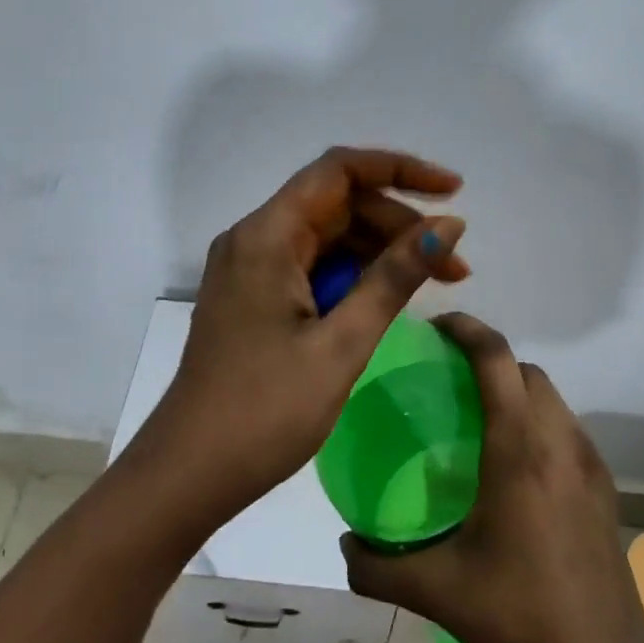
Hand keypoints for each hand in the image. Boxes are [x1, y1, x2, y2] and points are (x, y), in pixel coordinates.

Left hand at [126, 147, 469, 532]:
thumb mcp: (342, 343)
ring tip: (436, 282)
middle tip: (453, 264)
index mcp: (267, 236)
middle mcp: (253, 238)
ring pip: (326, 236)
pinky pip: (310, 265)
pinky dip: (351, 275)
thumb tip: (448, 225)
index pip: (338, 171)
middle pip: (336, 204)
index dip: (399, 170)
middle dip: (397, 223)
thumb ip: (394, 278)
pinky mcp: (252, 295)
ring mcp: (249, 267)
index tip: (452, 190)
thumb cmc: (265, 411)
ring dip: (379, 251)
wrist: (190, 472)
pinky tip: (385, 299)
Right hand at [340, 313, 643, 642]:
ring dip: (517, 390)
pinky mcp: (606, 492)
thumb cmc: (519, 618)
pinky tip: (516, 469)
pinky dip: (539, 423)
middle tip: (449, 380)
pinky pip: (568, 431)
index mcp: (519, 450)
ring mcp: (590, 467)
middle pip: (526, 371)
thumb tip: (343, 546)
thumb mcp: (436, 592)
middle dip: (490, 359)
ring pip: (552, 398)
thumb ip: (376, 567)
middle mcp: (559, 443)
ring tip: (479, 420)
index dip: (467, 329)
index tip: (435, 328)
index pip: (497, 358)